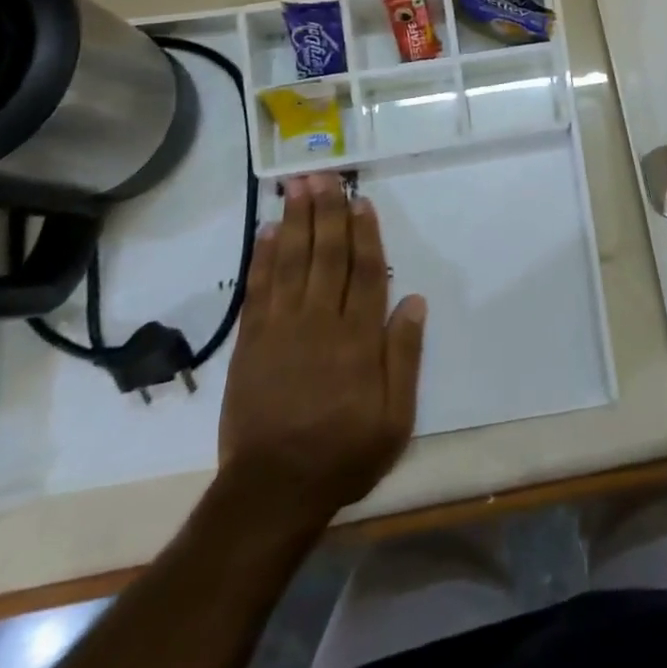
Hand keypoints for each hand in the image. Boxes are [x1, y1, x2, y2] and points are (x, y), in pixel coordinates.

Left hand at [218, 173, 426, 527]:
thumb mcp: (394, 419)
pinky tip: (267, 231)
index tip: (360, 201)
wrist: (272, 492)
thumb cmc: (342, 454)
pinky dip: (263, 258)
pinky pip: (259, 290)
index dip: (364, 233)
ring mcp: (282, 329)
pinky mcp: (252, 342)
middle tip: (325, 175)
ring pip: (293, 262)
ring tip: (298, 187)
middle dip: (327, 212)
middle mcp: (321, 322)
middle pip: (327, 256)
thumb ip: (404, 357)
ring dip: (297, 221)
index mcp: (358, 338)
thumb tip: (414, 301)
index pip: (365, 272)